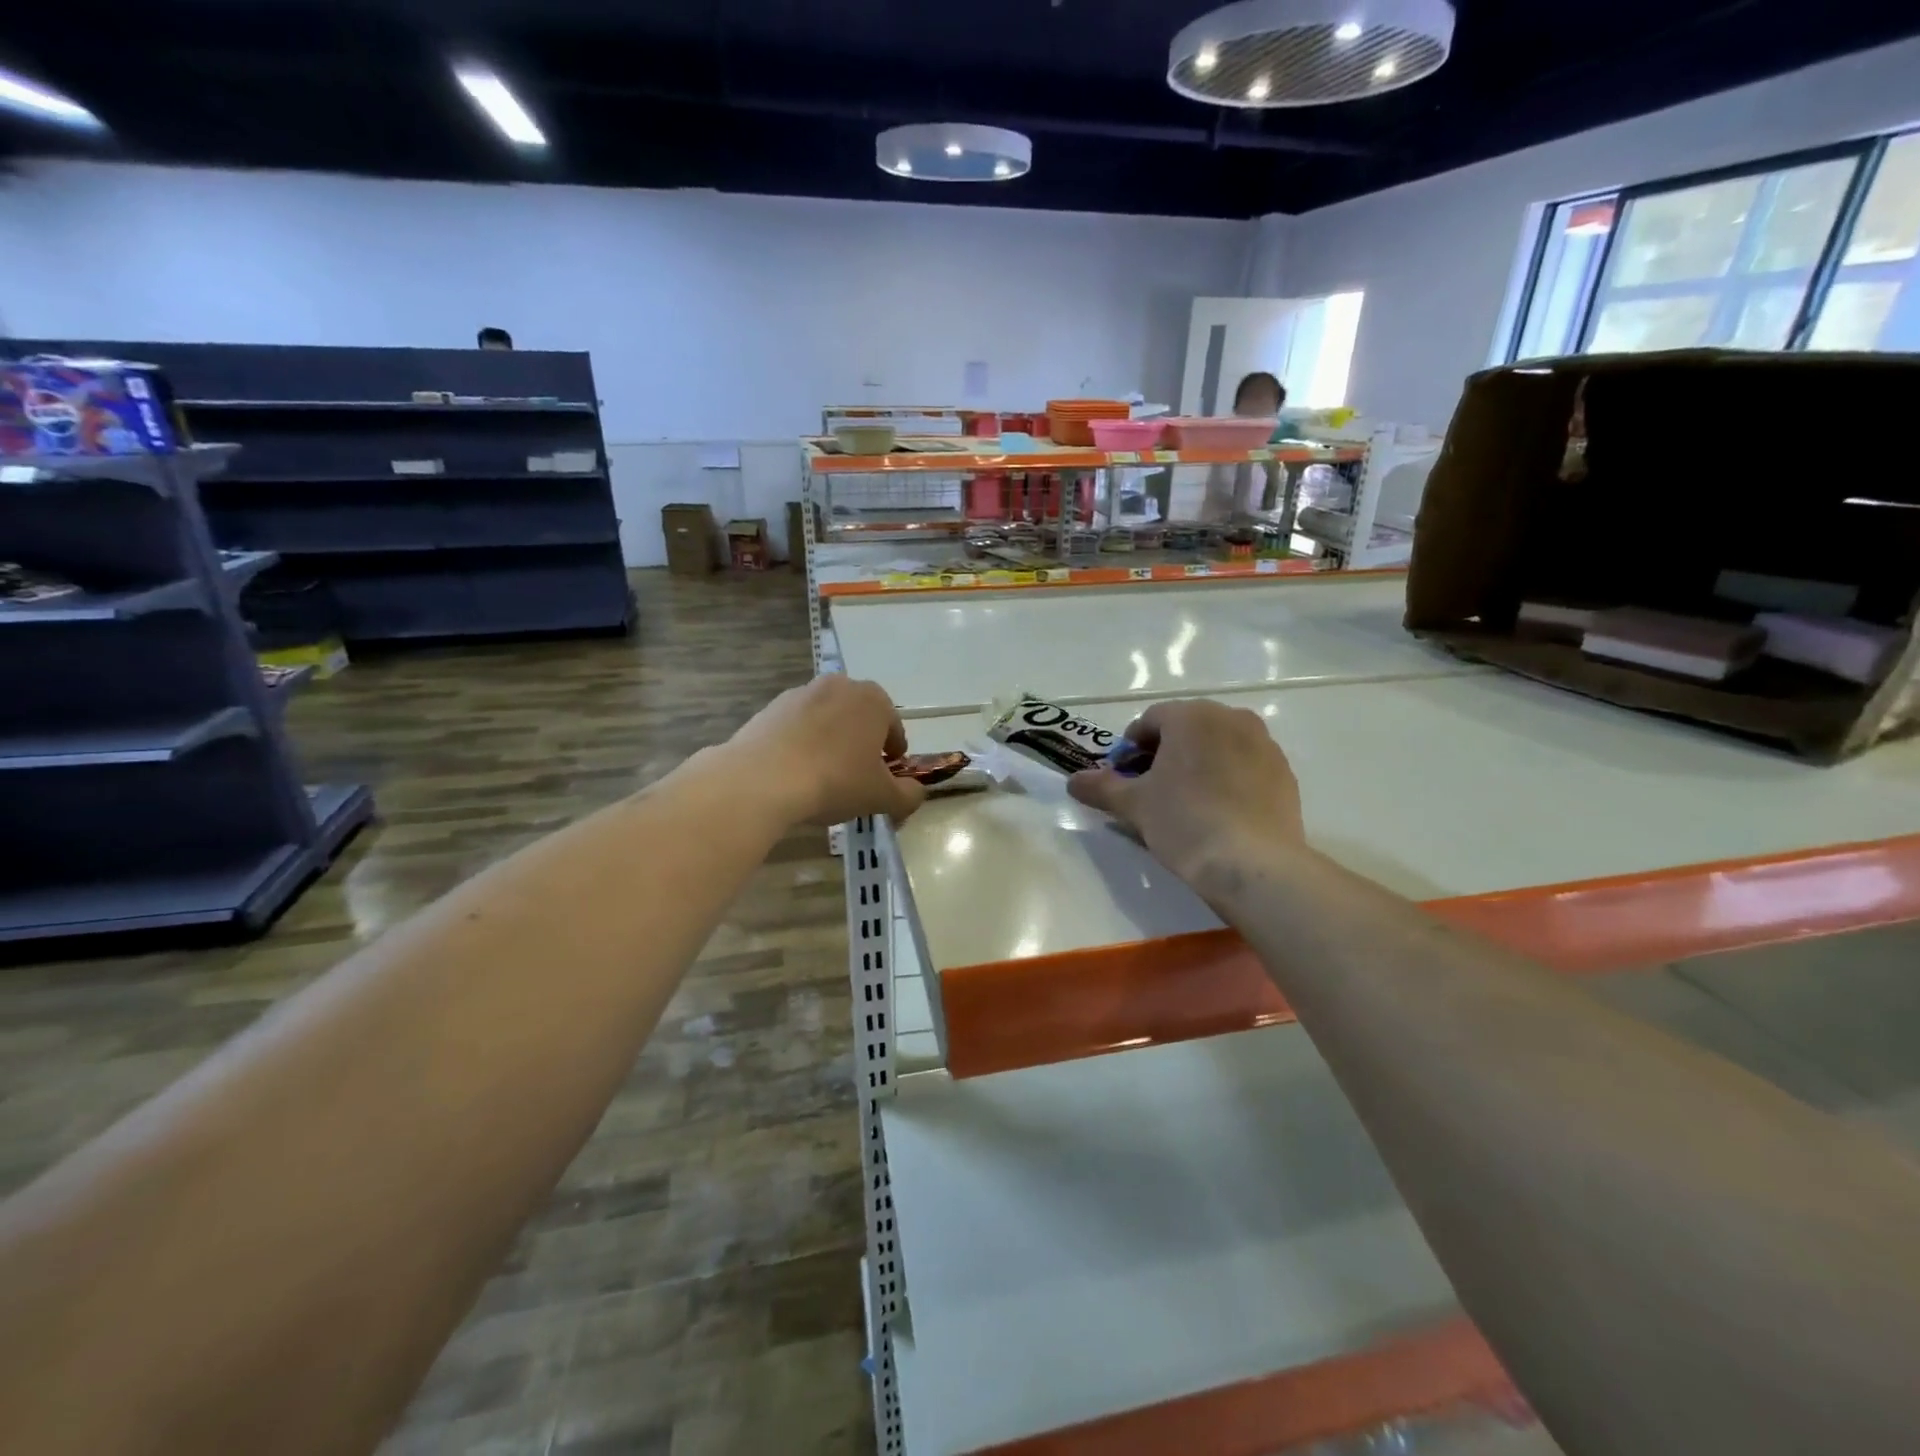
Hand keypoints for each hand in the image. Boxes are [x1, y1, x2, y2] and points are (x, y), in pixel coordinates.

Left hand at [729, 675, 926, 827]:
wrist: (762, 779)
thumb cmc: (835, 781)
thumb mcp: (882, 797)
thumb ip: (909, 796)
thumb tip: (916, 793)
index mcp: (874, 700)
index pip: (894, 730)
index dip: (893, 757)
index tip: (885, 779)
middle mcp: (840, 685)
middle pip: (860, 719)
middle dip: (861, 744)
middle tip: (856, 778)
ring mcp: (802, 693)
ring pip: (827, 721)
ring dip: (831, 742)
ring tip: (822, 777)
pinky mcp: (771, 707)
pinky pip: (797, 727)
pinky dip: (801, 744)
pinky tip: (795, 772)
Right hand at [1067, 699, 1304, 893]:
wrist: (1252, 864)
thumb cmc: (1184, 822)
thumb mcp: (1134, 805)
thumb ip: (1101, 787)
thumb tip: (1073, 781)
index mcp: (1191, 716)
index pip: (1149, 721)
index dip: (1130, 749)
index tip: (1123, 779)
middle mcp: (1231, 718)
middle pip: (1186, 729)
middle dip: (1164, 753)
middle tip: (1151, 790)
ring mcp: (1264, 744)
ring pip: (1218, 746)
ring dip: (1198, 764)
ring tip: (1186, 802)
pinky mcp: (1284, 773)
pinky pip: (1245, 766)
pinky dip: (1227, 778)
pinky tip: (1219, 812)